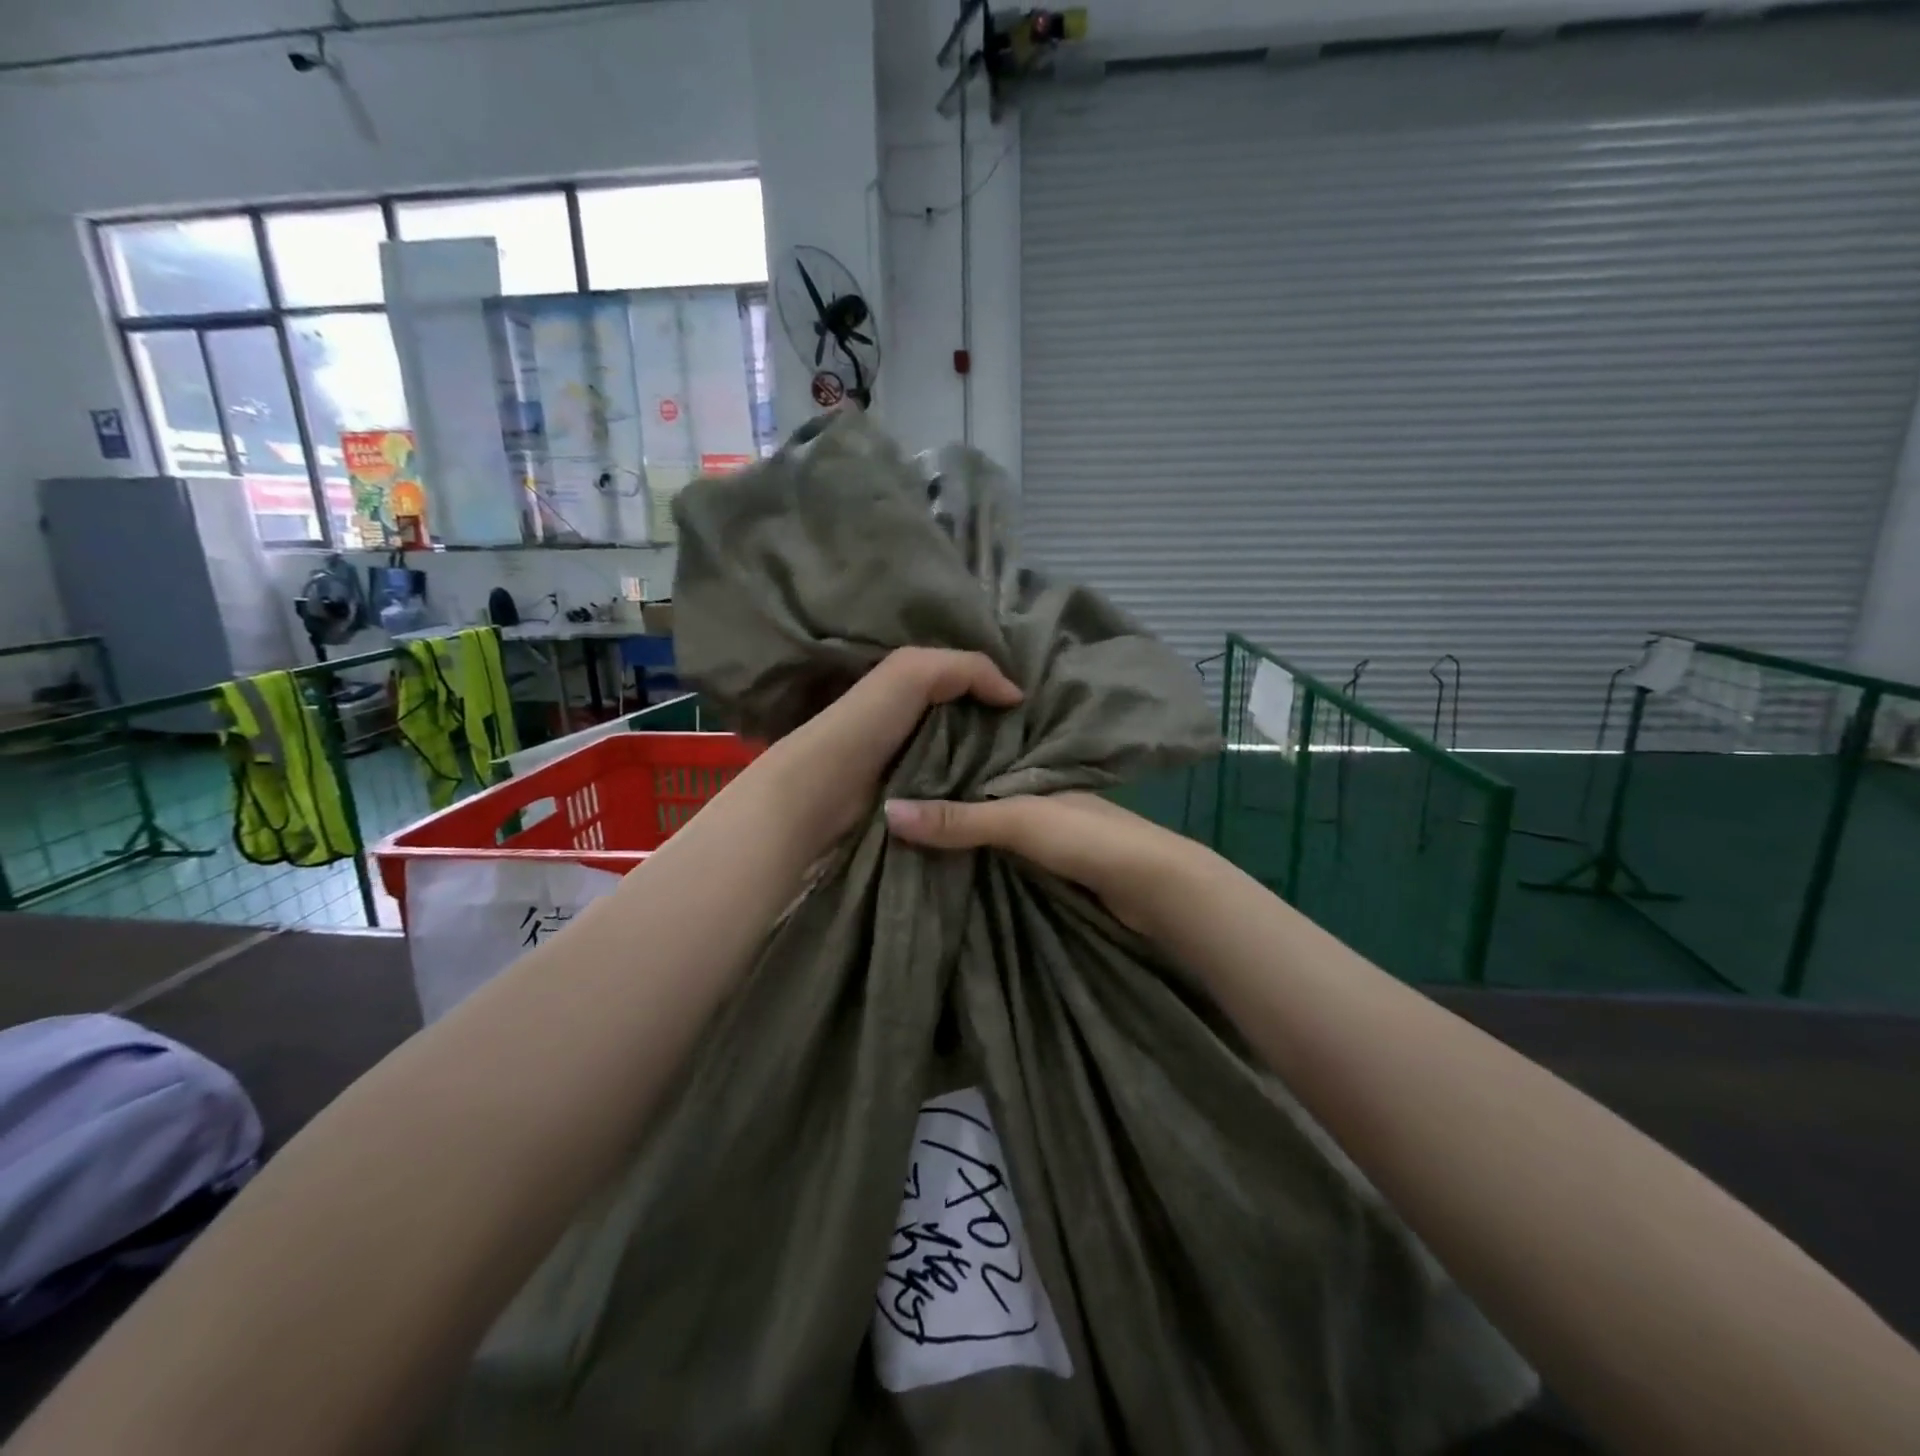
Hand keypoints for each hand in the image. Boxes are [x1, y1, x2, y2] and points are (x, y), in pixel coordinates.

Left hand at [767, 648, 1023, 848]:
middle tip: (1050, 742)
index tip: (1045, 704)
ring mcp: (918, 759)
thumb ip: (968, 668)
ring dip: (998, 762)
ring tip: (1039, 769)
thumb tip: (1017, 695)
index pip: (971, 679)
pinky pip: (959, 787)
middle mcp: (918, 718)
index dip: (1003, 686)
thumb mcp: (915, 672)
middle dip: (1007, 729)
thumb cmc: (867, 724)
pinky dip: (981, 788)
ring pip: (970, 756)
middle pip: (974, 720)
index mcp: (915, 683)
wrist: (822, 790)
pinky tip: (1009, 792)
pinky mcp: (920, 796)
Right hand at [884, 791, 1199, 935]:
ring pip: (991, 831)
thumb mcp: (1017, 821)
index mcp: (1029, 772)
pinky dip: (981, 860)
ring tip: (904, 841)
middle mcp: (1035, 796)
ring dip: (961, 838)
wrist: (1153, 887)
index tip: (886, 775)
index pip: (971, 763)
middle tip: (884, 813)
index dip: (934, 769)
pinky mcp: (1053, 864)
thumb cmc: (1085, 838)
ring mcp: (1046, 832)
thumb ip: (958, 819)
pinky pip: (1005, 857)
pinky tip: (951, 866)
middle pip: (978, 799)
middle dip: (942, 806)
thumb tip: (887, 811)